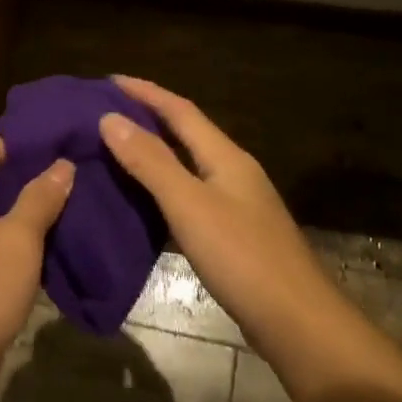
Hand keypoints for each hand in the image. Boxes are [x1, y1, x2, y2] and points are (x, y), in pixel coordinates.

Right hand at [99, 76, 334, 352]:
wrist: (296, 321)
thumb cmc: (242, 257)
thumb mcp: (189, 204)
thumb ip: (151, 162)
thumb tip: (110, 118)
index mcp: (226, 157)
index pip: (180, 110)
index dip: (145, 92)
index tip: (108, 81)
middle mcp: (233, 172)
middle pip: (186, 133)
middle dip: (148, 117)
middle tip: (105, 113)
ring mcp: (236, 204)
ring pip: (187, 164)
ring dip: (153, 152)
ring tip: (115, 149)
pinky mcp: (233, 234)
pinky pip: (189, 194)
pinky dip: (161, 186)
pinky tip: (142, 200)